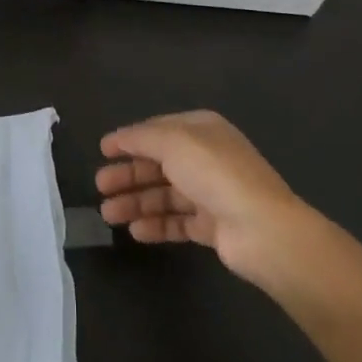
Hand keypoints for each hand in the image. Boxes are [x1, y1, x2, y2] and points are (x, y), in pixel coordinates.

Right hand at [97, 110, 313, 285]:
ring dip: (136, 202)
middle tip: (100, 186)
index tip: (103, 151)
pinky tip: (135, 231)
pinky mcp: (213, 226)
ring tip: (109, 214)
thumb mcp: (173, 142)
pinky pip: (177, 222)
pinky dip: (156, 225)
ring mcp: (211, 193)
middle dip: (128, 174)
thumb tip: (118, 138)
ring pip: (164, 194)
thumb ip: (141, 138)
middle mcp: (207, 157)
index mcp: (202, 130)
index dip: (130, 140)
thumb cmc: (215, 174)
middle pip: (158, 164)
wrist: (261, 229)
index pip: (158, 130)